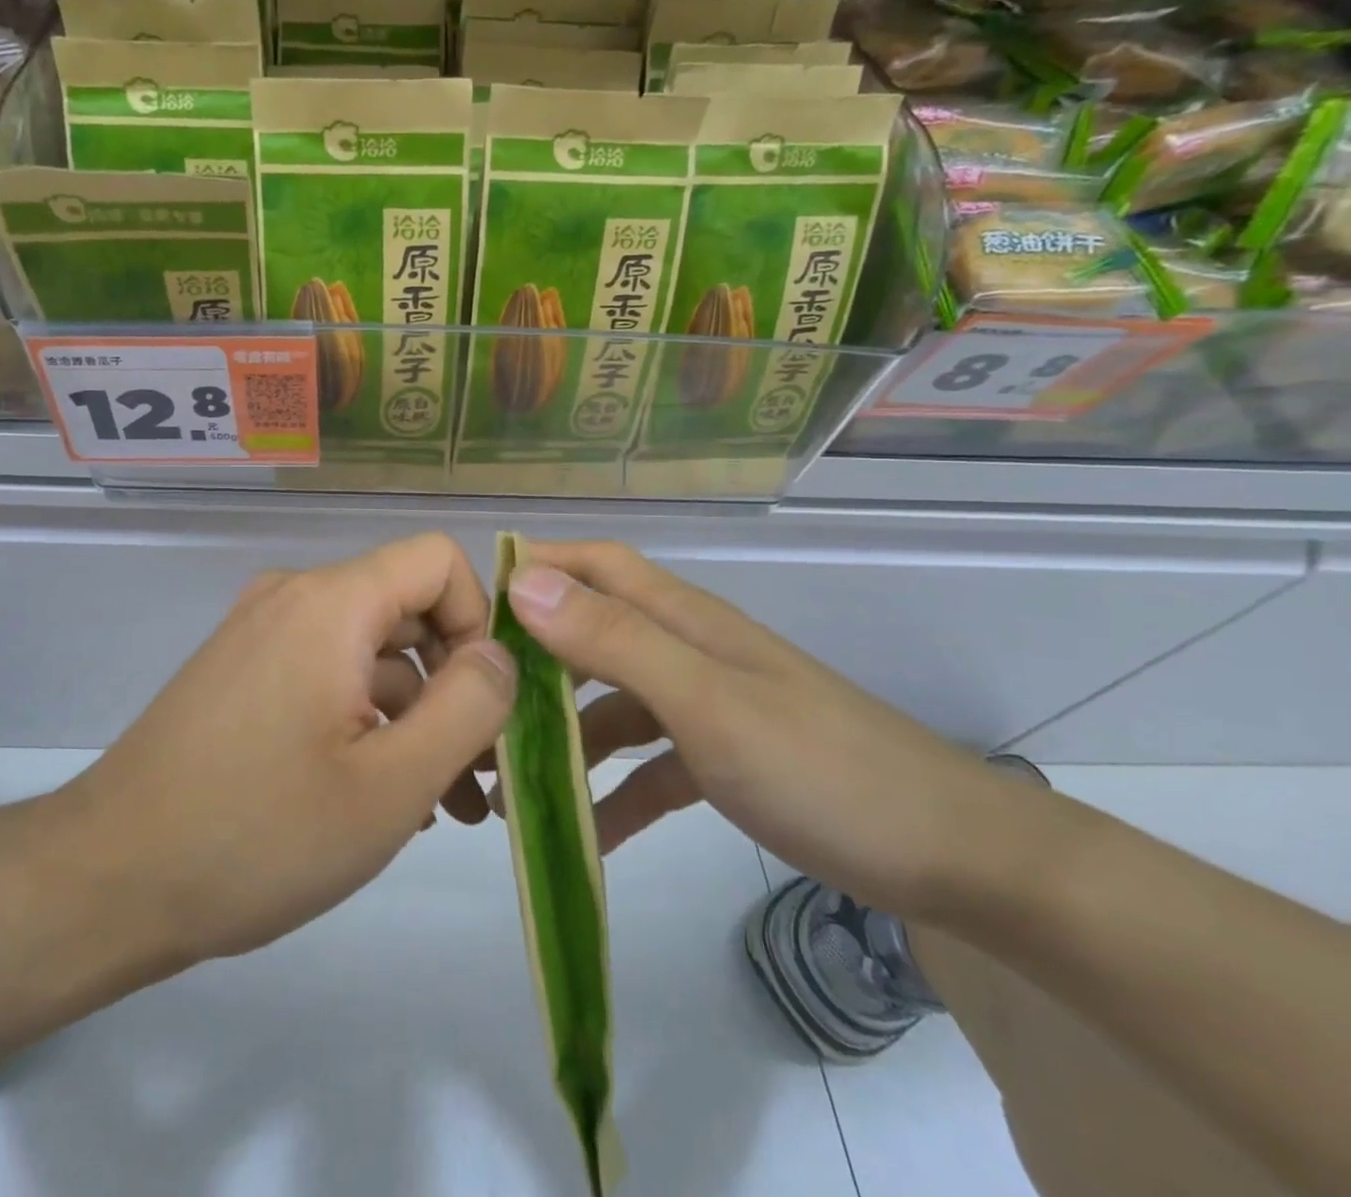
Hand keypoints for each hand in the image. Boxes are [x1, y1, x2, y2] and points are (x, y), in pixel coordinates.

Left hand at [51, 533, 515, 968]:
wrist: (108, 881)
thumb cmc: (259, 834)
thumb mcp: (391, 784)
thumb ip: (468, 707)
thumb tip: (500, 655)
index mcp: (331, 602)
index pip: (438, 560)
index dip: (479, 621)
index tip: (487, 704)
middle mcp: (295, 598)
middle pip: (407, 609)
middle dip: (455, 684)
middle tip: (480, 774)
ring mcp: (263, 635)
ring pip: (371, 652)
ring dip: (415, 716)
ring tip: (442, 807)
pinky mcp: (244, 673)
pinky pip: (329, 675)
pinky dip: (367, 721)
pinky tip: (381, 798)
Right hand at [504, 540, 1023, 919]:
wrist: (950, 857)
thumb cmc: (819, 767)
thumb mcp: (706, 701)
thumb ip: (614, 640)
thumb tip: (523, 582)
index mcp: (680, 618)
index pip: (592, 564)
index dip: (534, 568)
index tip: (470, 607)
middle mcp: (685, 648)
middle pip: (590, 634)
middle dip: (531, 663)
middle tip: (476, 706)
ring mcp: (703, 704)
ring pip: (610, 704)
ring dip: (562, 737)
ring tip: (509, 785)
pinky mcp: (720, 758)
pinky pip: (646, 765)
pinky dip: (612, 792)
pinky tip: (584, 836)